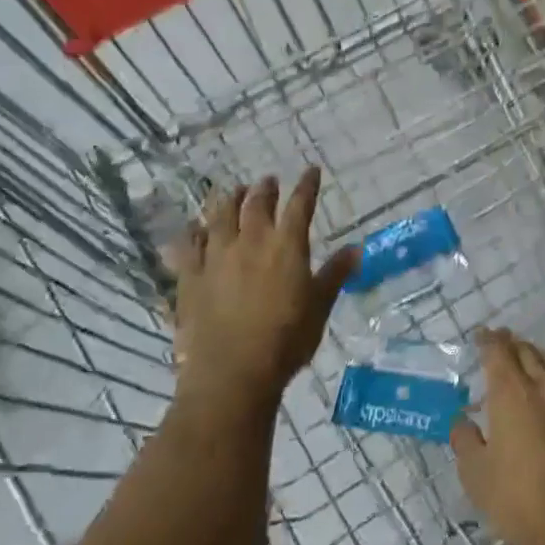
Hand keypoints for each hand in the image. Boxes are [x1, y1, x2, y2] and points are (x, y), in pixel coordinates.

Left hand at [169, 169, 358, 431]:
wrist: (232, 372)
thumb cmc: (286, 340)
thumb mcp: (320, 307)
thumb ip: (335, 274)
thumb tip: (356, 248)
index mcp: (287, 247)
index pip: (300, 205)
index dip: (306, 186)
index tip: (311, 171)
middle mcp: (251, 242)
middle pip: (257, 205)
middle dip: (265, 189)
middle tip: (268, 181)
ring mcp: (216, 257)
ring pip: (220, 217)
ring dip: (228, 200)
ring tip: (233, 191)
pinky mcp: (190, 278)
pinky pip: (188, 246)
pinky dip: (193, 233)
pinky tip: (193, 230)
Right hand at [452, 330, 544, 544]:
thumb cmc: (517, 500)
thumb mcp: (475, 474)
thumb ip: (465, 440)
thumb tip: (462, 420)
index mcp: (513, 393)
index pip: (499, 352)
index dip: (488, 340)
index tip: (481, 336)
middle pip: (529, 352)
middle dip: (513, 345)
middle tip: (502, 344)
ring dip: (541, 357)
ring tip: (532, 360)